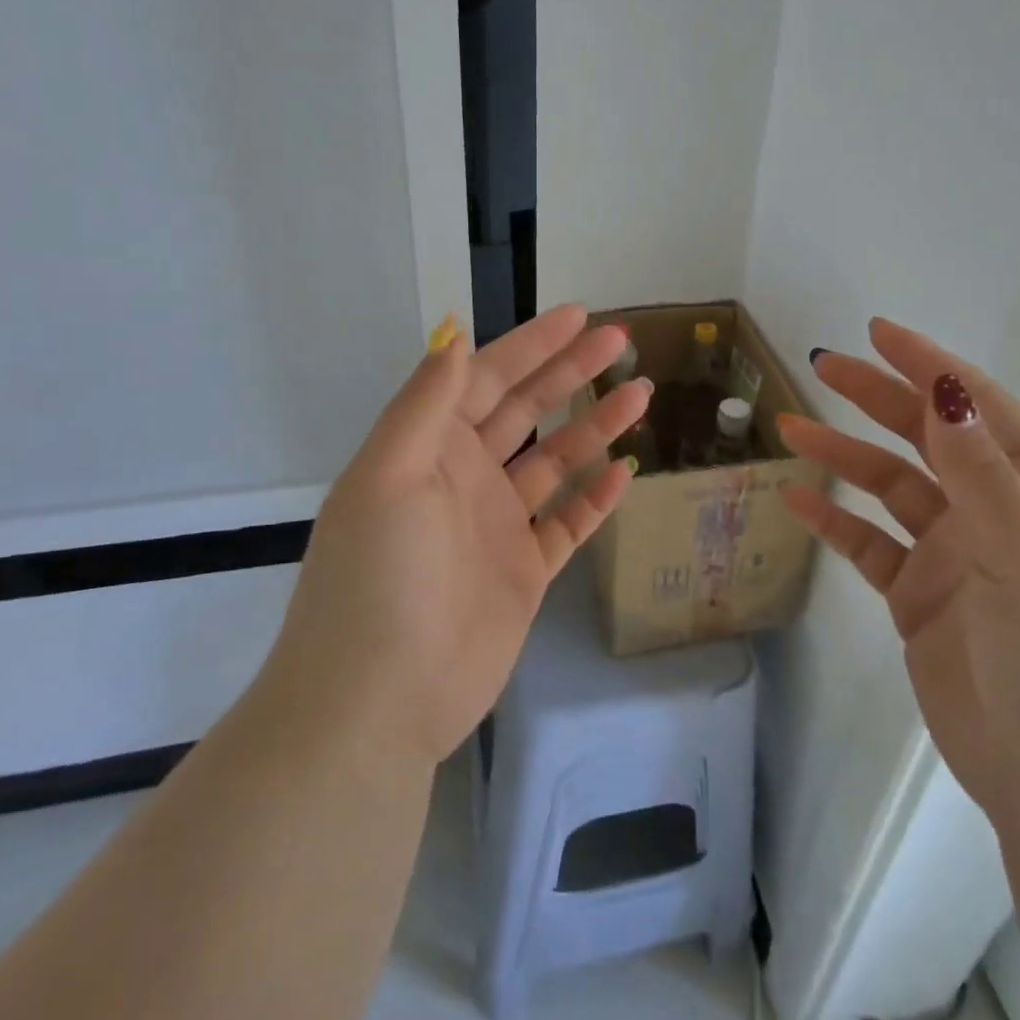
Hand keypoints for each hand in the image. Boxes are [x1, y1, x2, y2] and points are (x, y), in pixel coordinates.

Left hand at [267, 306, 649, 766]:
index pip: (486, 378)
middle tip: (620, 341)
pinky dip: (597, 496)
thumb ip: (425, 404)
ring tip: (641, 393)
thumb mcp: (389, 476)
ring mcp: (497, 524)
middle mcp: (464, 477)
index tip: (579, 317)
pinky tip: (628, 470)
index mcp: (428, 448)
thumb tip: (454, 334)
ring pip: (556, 461)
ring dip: (595, 425)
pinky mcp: (524, 570)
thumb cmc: (379, 577)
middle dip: (570, 372)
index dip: (531, 345)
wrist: (378, 702)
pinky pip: (568, 522)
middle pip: (526, 409)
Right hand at [778, 317, 1019, 826]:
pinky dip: (834, 519)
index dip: (932, 367)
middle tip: (823, 365)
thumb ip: (982, 474)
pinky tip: (796, 497)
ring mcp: (953, 556)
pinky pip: (869, 545)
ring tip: (791, 425)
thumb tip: (946, 390)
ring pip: (890, 488)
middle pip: (928, 439)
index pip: (980, 411)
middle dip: (878, 398)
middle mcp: (995, 515)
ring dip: (843, 454)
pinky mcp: (918, 598)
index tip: (879, 333)